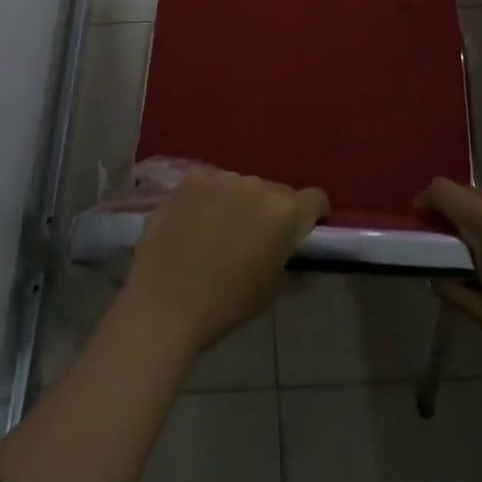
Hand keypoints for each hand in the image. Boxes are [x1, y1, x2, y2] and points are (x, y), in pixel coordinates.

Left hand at [123, 170, 328, 355]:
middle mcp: (258, 185)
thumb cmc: (226, 303)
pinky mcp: (191, 179)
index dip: (315, 215)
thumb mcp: (271, 291)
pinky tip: (195, 223)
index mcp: (285, 213)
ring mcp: (222, 178)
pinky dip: (210, 200)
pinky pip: (211, 185)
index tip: (305, 233)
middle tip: (257, 239)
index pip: (316, 199)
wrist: (165, 303)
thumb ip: (292, 268)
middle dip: (274, 211)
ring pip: (243, 186)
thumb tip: (300, 263)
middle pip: (277, 192)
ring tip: (221, 232)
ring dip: (240, 203)